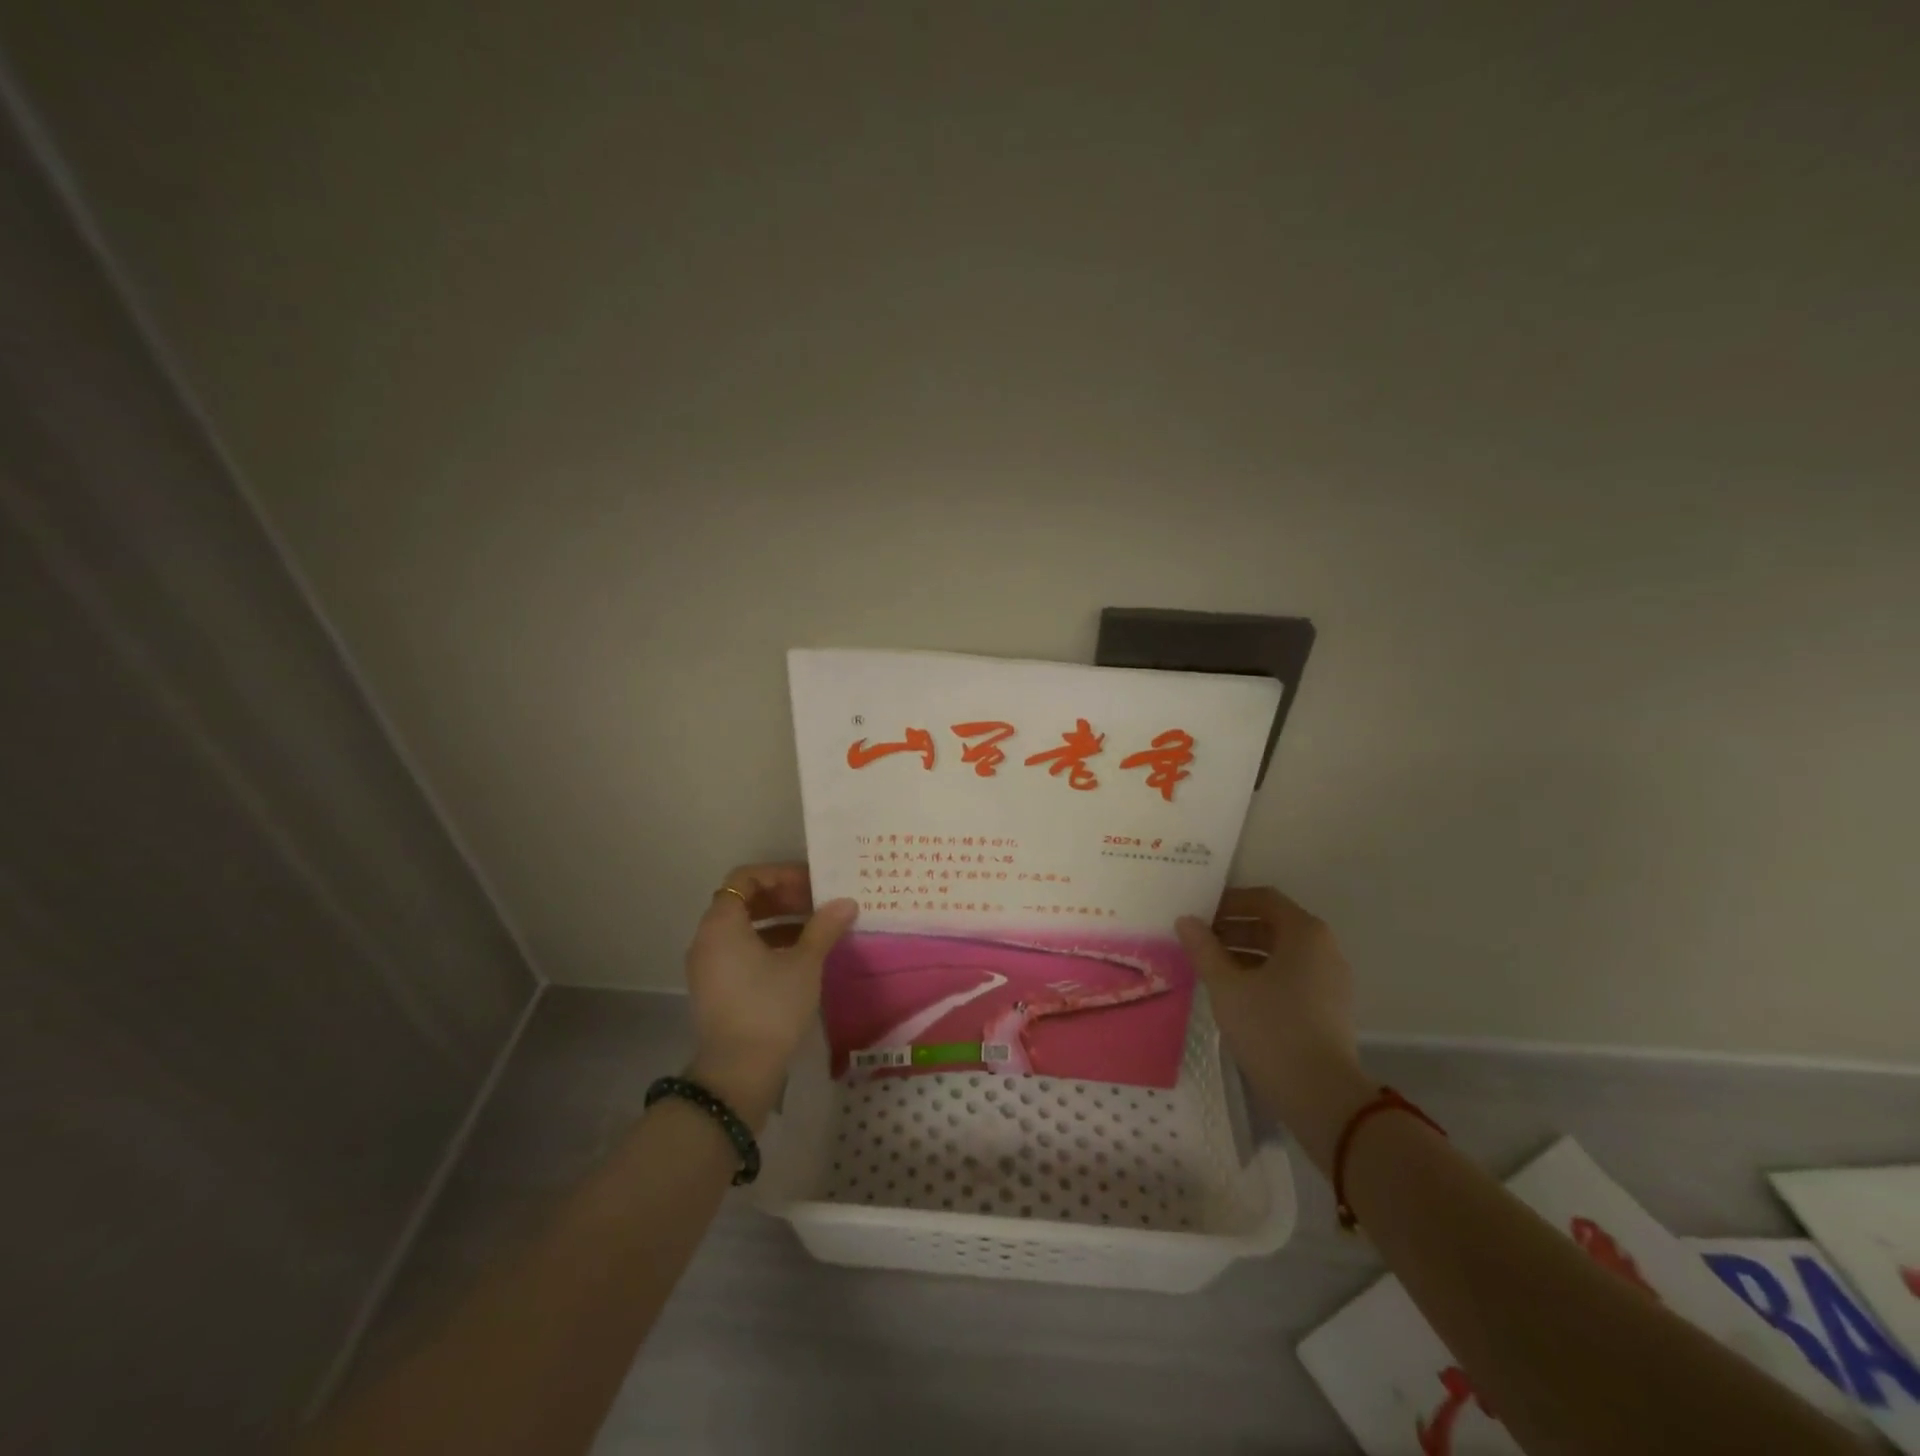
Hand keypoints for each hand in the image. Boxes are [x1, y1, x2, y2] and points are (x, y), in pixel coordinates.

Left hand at [684, 864, 857, 1129]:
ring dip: (779, 921)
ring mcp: (708, 965)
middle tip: (819, 903)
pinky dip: (769, 943)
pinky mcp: (715, 988)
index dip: (780, 875)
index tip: (811, 884)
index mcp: (722, 923)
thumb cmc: (770, 1006)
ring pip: (744, 927)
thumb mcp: (804, 963)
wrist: (738, 1072)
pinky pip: (741, 950)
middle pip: (744, 901)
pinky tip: (801, 956)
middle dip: (783, 897)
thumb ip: (824, 927)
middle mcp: (707, 938)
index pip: (746, 878)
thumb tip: (846, 902)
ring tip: (817, 928)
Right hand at [1176, 886, 1376, 1172]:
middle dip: (1233, 929)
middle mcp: (1324, 948)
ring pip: (1281, 953)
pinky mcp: (1330, 1008)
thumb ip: (1203, 948)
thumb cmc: (1271, 1028)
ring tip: (1209, 968)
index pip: (1263, 899)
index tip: (1198, 914)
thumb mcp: (1226, 986)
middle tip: (1197, 941)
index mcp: (1304, 932)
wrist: (1322, 1096)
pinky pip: (1291, 976)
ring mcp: (1331, 979)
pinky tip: (1234, 994)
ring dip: (1244, 953)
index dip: (1228, 902)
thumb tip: (1186, 920)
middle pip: (1273, 924)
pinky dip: (1262, 975)